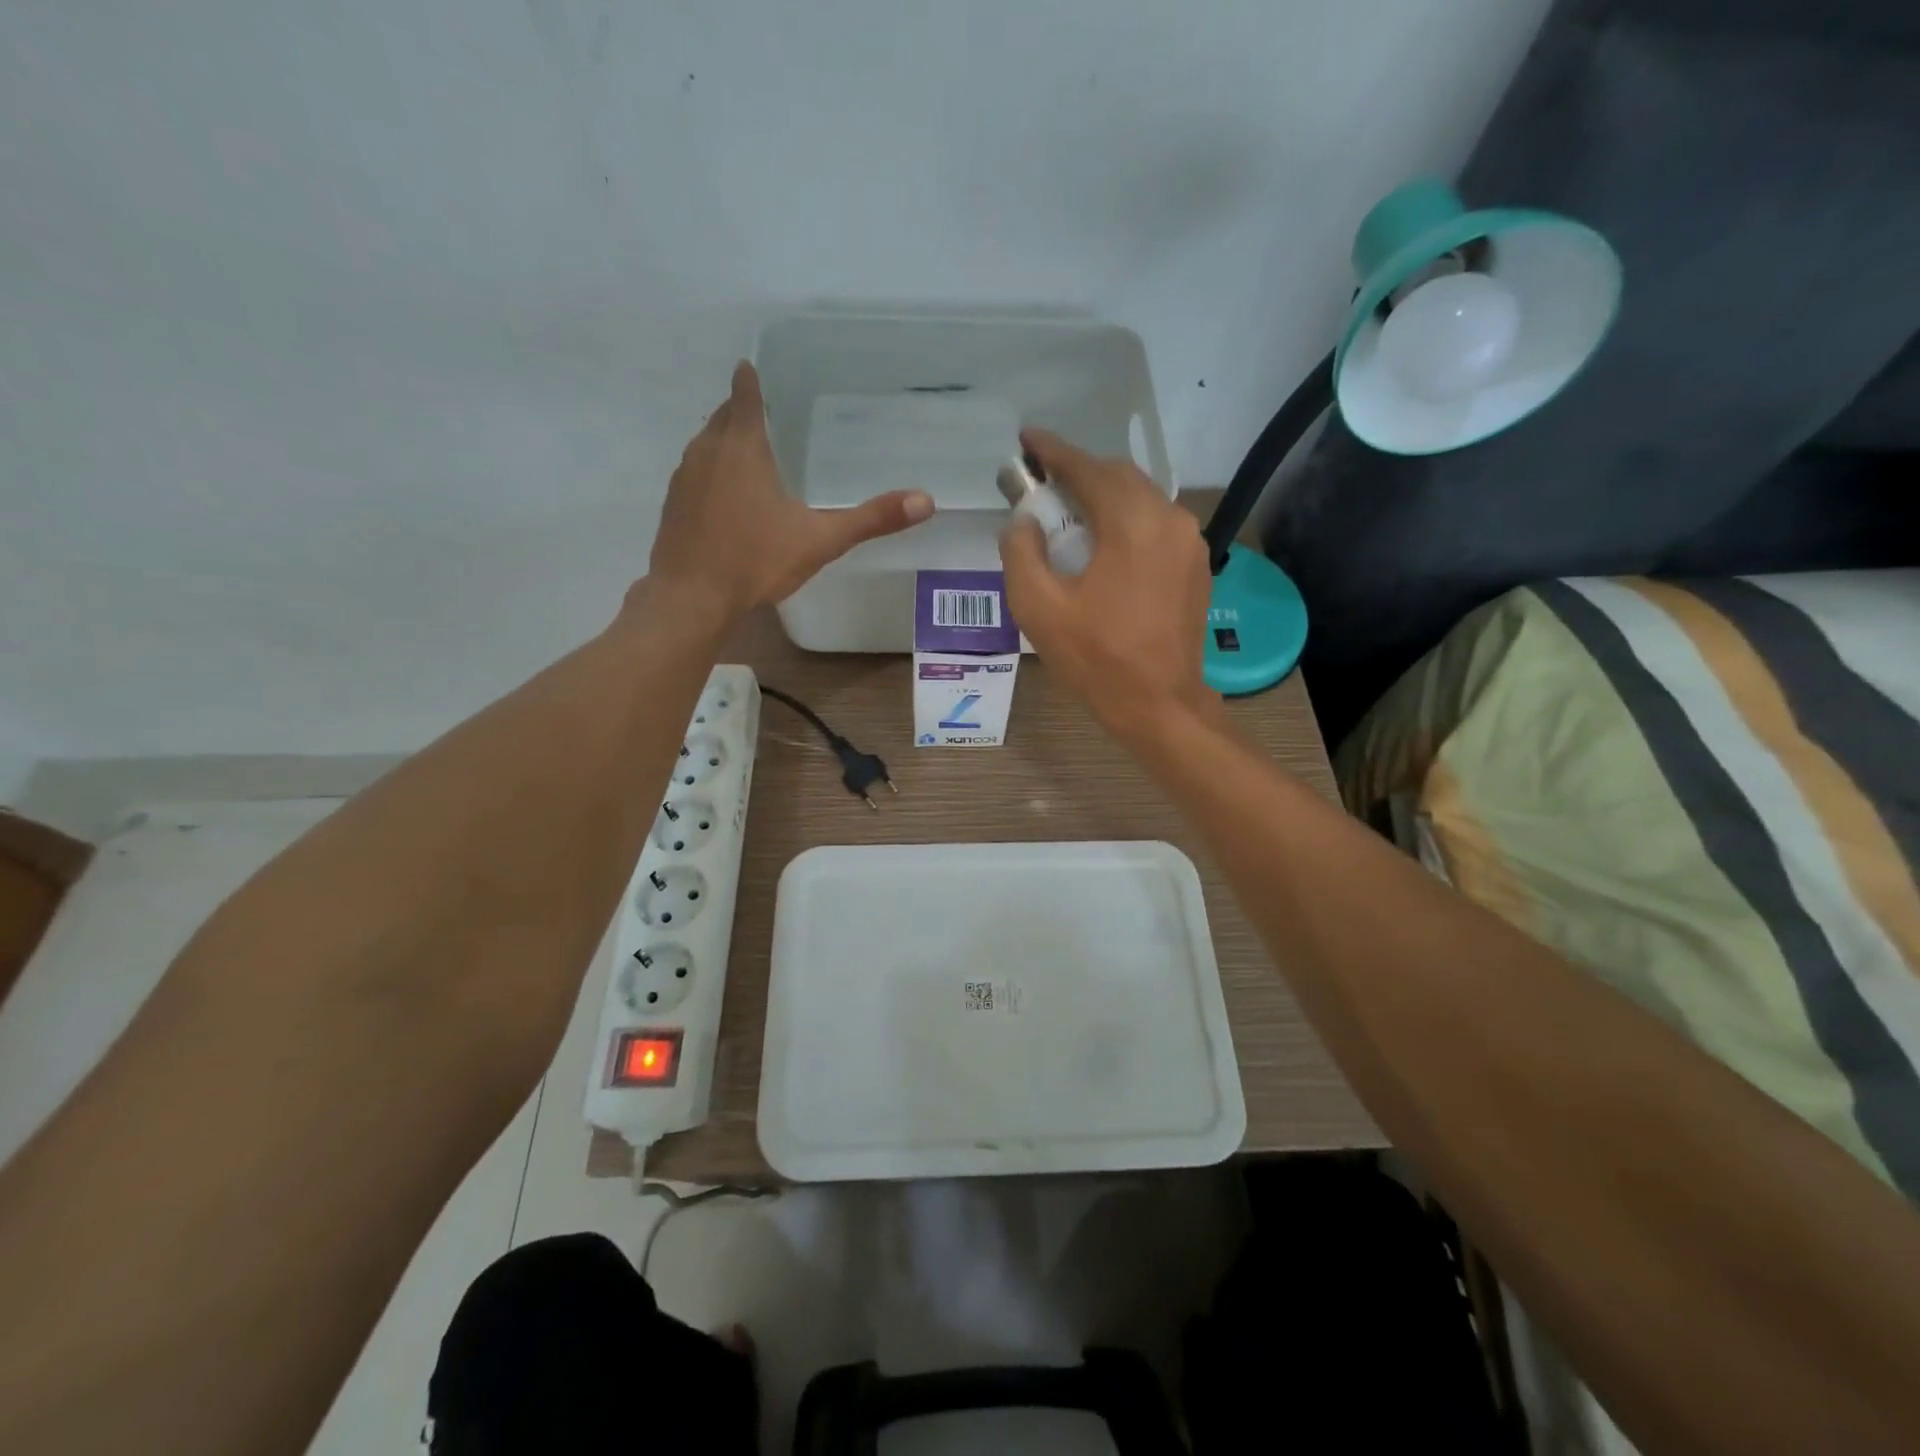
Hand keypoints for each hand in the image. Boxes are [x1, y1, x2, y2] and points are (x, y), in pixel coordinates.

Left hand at [648, 362, 933, 618]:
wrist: (692, 598)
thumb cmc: (756, 560)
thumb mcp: (820, 540)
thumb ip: (871, 520)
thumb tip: (925, 501)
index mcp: (742, 447)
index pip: (743, 395)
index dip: (750, 380)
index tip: (752, 367)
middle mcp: (707, 451)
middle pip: (723, 416)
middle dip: (740, 411)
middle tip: (765, 414)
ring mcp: (684, 478)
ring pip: (705, 445)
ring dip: (724, 442)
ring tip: (750, 453)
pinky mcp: (673, 506)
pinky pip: (695, 475)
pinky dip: (711, 474)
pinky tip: (727, 499)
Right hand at [999, 428, 1218, 741]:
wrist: (1160, 705)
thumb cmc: (1097, 659)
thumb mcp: (1038, 608)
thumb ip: (1021, 553)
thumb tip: (1023, 522)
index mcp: (1132, 523)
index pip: (1087, 469)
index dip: (1053, 451)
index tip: (1026, 440)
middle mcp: (1169, 519)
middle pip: (1118, 476)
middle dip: (1078, 472)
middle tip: (1042, 483)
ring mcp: (1189, 542)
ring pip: (1140, 498)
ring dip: (1102, 496)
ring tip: (1068, 512)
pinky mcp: (1195, 565)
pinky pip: (1154, 524)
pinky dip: (1124, 520)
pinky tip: (1102, 543)